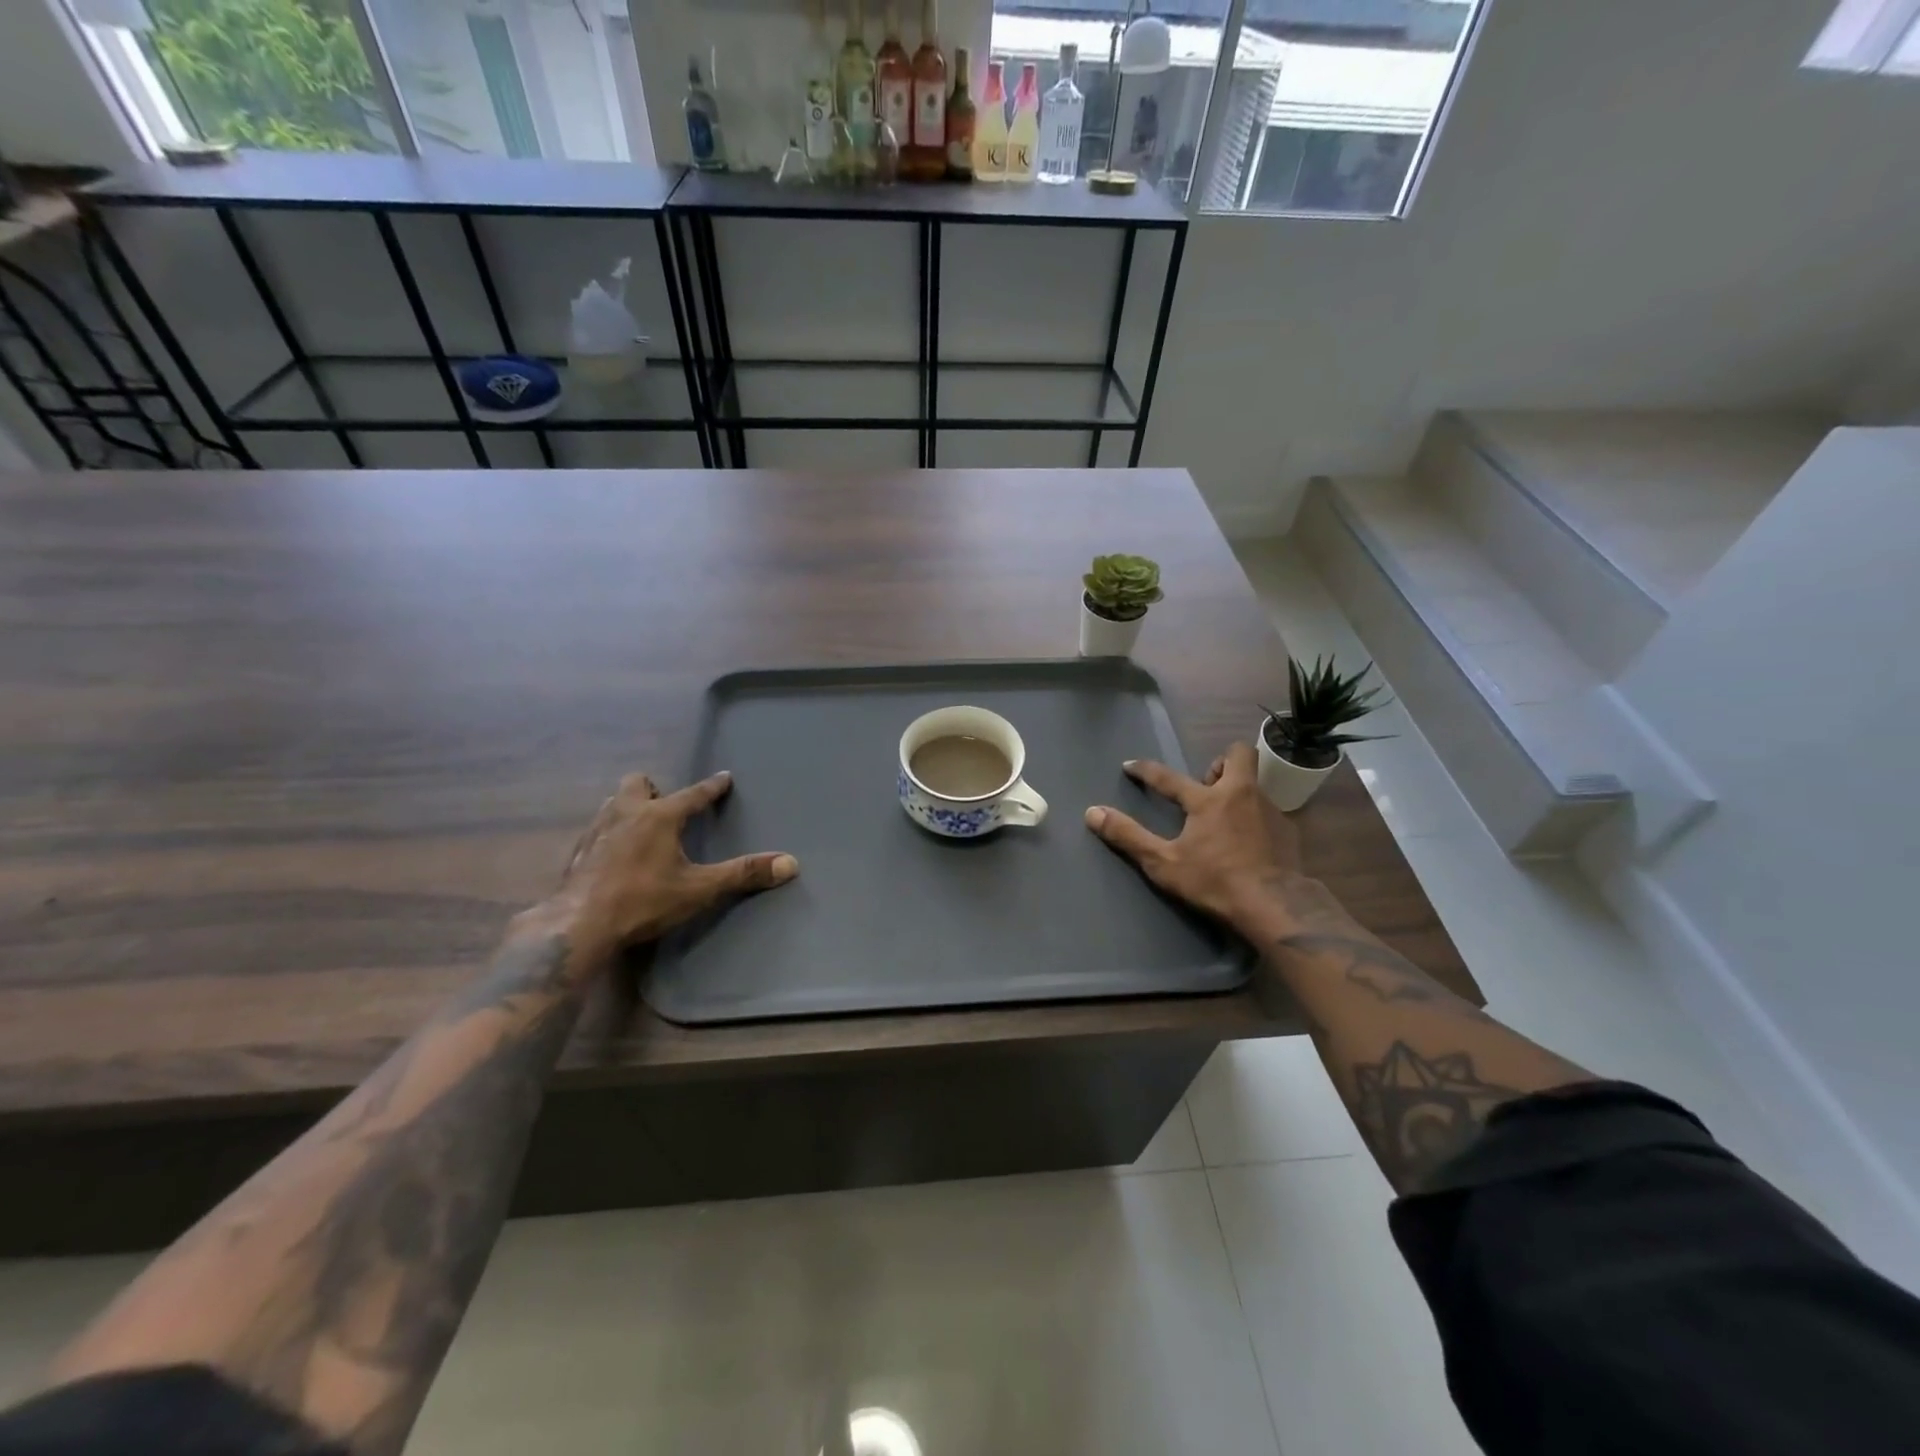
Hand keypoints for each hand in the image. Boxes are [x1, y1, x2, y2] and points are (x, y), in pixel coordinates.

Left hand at [535, 771, 796, 970]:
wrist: (578, 925)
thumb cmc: (643, 901)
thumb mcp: (700, 889)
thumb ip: (744, 874)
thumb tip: (790, 863)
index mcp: (659, 816)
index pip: (693, 794)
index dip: (712, 786)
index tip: (724, 777)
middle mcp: (627, 813)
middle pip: (638, 783)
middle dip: (654, 789)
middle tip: (667, 807)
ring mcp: (597, 831)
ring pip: (614, 802)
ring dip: (629, 807)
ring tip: (642, 826)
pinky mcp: (578, 852)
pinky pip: (598, 828)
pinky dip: (611, 832)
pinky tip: (616, 854)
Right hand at [1085, 741, 1304, 927]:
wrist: (1276, 905)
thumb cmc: (1215, 882)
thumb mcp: (1164, 863)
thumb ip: (1128, 836)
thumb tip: (1093, 813)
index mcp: (1207, 800)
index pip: (1168, 777)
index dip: (1145, 770)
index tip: (1130, 766)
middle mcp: (1241, 793)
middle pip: (1237, 755)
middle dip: (1220, 762)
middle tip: (1206, 786)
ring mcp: (1269, 809)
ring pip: (1253, 783)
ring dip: (1237, 791)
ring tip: (1225, 817)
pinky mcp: (1289, 830)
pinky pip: (1268, 811)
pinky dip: (1254, 817)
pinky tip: (1248, 842)